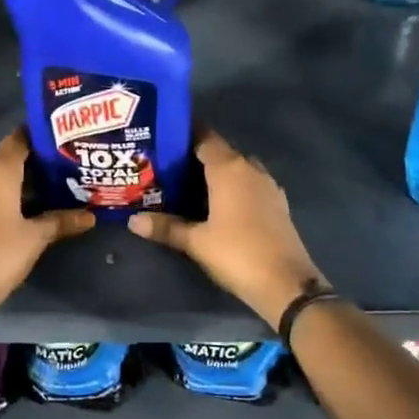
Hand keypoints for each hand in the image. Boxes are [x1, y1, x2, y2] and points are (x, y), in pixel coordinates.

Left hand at [0, 130, 94, 311]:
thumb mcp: (36, 236)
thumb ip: (62, 220)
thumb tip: (91, 216)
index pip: (20, 138)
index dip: (42, 136)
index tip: (65, 141)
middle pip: (9, 156)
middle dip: (35, 161)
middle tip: (65, 168)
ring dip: (20, 180)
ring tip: (52, 188)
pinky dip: (6, 194)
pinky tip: (27, 208)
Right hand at [128, 131, 326, 329]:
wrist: (287, 283)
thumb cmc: (237, 253)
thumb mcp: (196, 242)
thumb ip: (166, 227)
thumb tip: (132, 220)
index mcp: (229, 168)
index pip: (204, 137)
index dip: (184, 134)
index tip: (163, 138)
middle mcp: (250, 168)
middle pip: (220, 152)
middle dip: (196, 156)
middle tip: (168, 166)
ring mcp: (268, 185)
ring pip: (237, 168)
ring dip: (217, 172)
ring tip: (190, 184)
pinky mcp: (277, 203)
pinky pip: (250, 184)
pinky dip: (234, 187)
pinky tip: (219, 204)